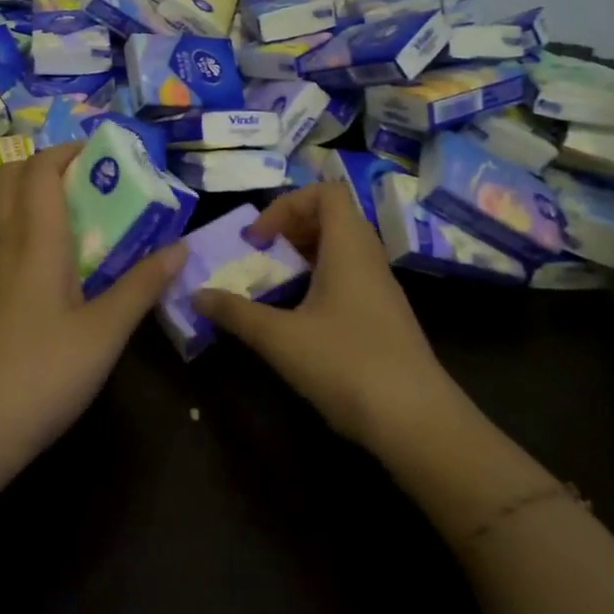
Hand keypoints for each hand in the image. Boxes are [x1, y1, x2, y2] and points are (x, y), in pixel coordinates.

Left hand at [0, 142, 186, 475]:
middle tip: (96, 181)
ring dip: (41, 200)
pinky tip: (61, 271)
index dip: (69, 149)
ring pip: (7, 213)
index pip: (40, 168)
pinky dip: (33, 235)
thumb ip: (141, 286)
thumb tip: (180, 247)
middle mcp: (4, 245)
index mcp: (34, 239)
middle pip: (12, 179)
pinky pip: (7, 246)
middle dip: (50, 165)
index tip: (107, 151)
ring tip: (88, 221)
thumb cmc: (40, 374)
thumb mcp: (104, 332)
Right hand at [193, 182, 455, 450]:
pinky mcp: (384, 317)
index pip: (327, 192)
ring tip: (274, 283)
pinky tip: (299, 316)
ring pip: (341, 249)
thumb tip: (196, 294)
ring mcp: (381, 289)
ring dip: (303, 256)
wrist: (417, 421)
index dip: (287, 204)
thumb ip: (236, 312)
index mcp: (349, 248)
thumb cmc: (347, 365)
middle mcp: (369, 258)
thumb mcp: (280, 338)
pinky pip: (349, 277)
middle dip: (290, 228)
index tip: (259, 238)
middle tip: (261, 255)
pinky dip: (319, 281)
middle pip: (333, 217)